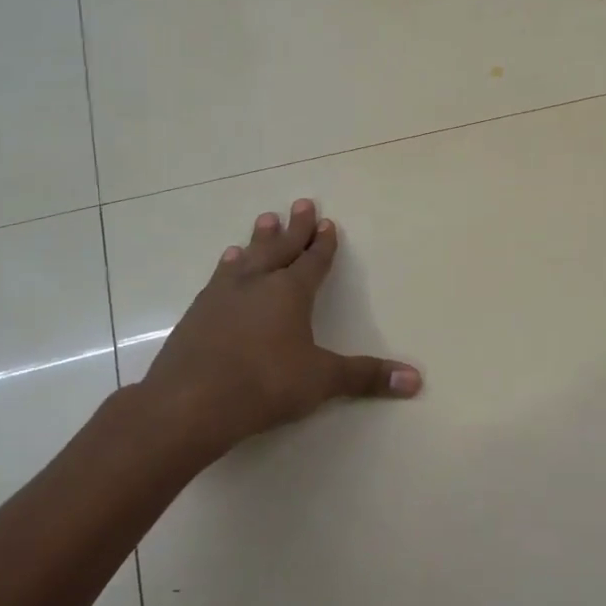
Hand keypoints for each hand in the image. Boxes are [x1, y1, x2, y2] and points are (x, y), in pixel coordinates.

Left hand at [136, 199, 420, 459]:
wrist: (189, 402)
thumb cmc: (264, 385)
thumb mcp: (321, 381)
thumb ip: (366, 377)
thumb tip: (416, 380)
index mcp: (290, 292)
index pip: (312, 261)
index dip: (322, 244)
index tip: (327, 223)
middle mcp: (257, 284)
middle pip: (280, 248)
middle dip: (294, 227)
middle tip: (301, 203)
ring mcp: (223, 296)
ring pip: (247, 258)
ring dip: (259, 239)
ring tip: (263, 220)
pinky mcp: (197, 313)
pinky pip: (219, 277)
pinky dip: (229, 266)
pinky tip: (227, 263)